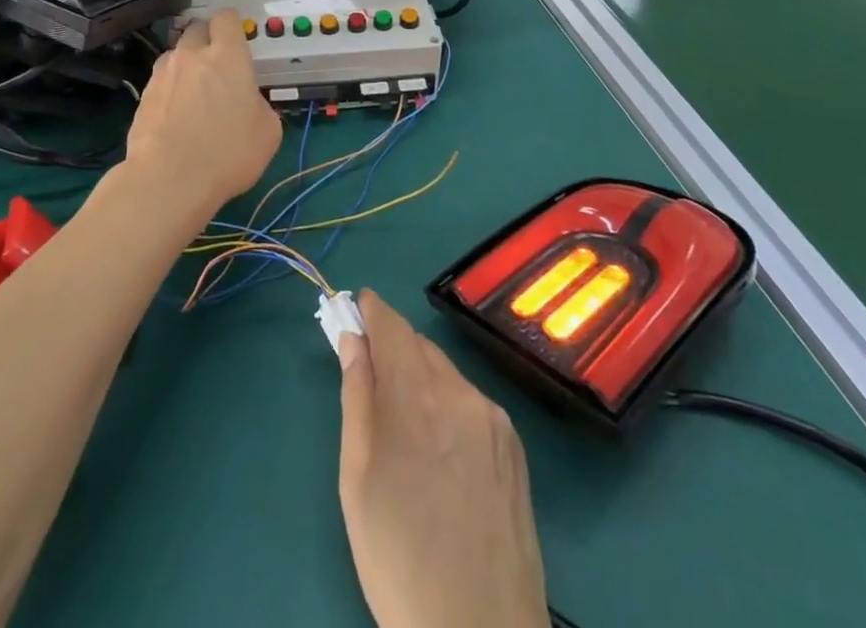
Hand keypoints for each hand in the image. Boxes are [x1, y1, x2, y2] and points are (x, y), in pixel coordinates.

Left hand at [126, 9, 280, 217]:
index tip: (238, 42)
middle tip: (217, 68)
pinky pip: (160, 83)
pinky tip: (175, 118)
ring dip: (185, 66)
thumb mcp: (268, 132)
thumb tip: (249, 104)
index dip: (232, 26)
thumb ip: (259, 105)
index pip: (226, 18)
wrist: (168, 181)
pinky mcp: (142, 97)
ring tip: (193, 95)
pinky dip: (169, 92)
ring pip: (175, 55)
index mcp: (227, 55)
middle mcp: (191, 55)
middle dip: (207, 41)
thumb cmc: (228, 152)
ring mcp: (162, 75)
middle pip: (196, 29)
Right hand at [337, 290, 548, 627]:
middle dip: (392, 347)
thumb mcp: (357, 478)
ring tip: (404, 425)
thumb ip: (356, 396)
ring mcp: (492, 417)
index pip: (391, 325)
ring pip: (446, 374)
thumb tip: (351, 338)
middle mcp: (460, 391)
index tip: (356, 306)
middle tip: (369, 371)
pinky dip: (448, 404)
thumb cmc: (398, 559)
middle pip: (419, 346)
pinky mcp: (514, 445)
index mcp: (416, 395)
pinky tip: (440, 452)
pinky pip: (470, 403)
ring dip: (421, 377)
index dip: (371, 309)